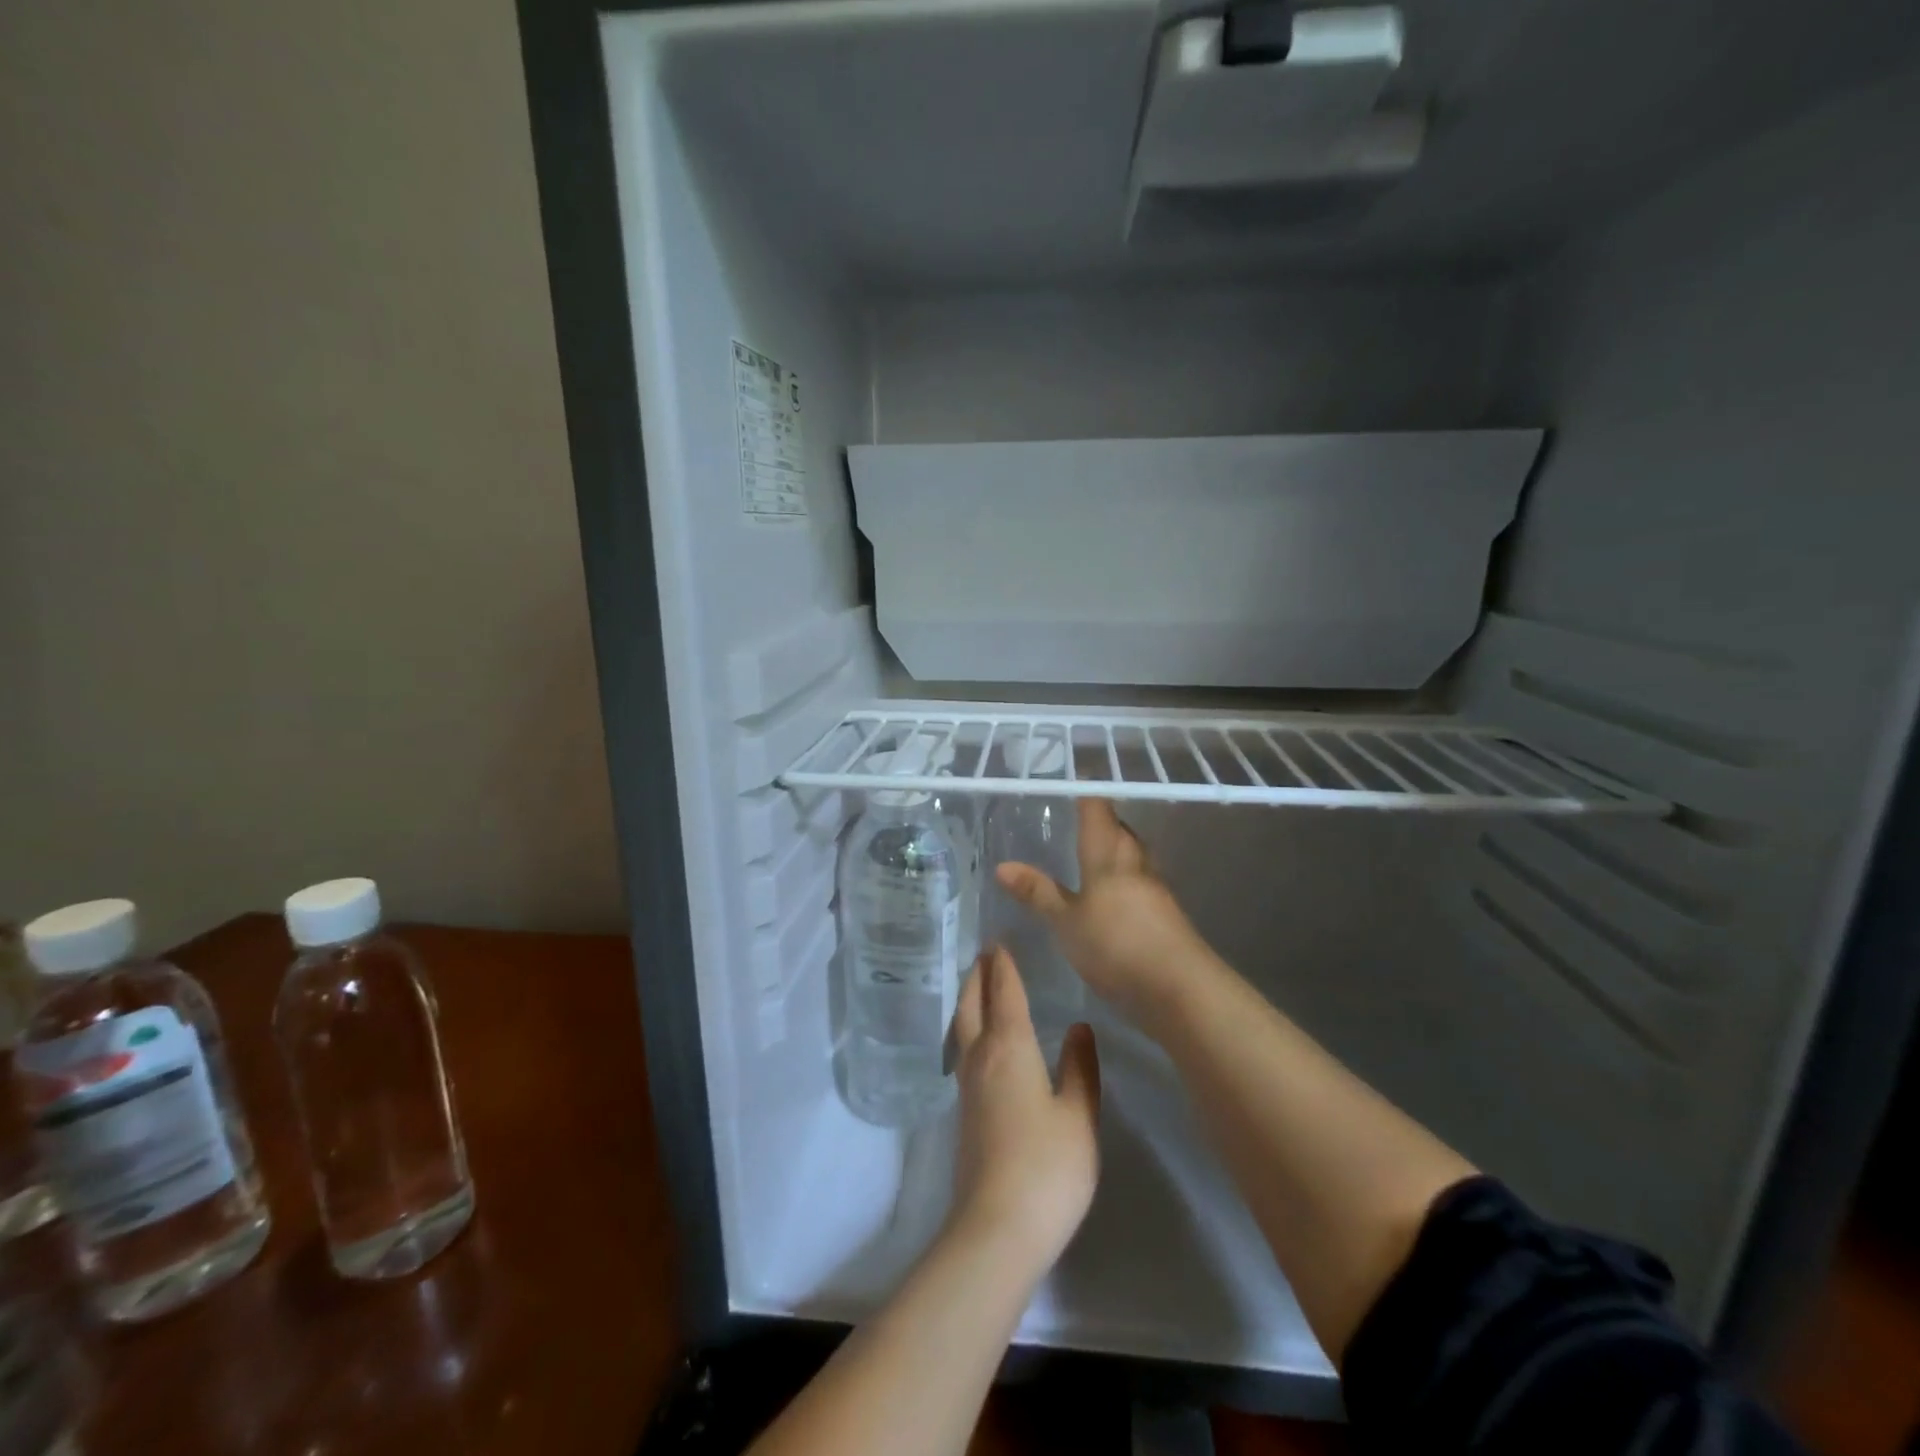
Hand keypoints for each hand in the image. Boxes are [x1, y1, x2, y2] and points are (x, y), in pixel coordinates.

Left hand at [948, 947, 1099, 1271]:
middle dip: (977, 977)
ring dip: (969, 1001)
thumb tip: (1078, 1026)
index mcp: (1010, 1048)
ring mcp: (967, 1087)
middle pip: (972, 1005)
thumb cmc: (1047, 1166)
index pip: (1004, 994)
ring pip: (962, 1028)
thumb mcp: (1078, 1116)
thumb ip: (1079, 1067)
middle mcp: (981, 1058)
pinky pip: (964, 1052)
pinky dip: (969, 1030)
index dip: (1004, 967)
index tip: (1000, 942)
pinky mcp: (964, 1114)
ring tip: (978, 989)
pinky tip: (980, 1044)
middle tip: (983, 955)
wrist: (996, 1227)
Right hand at [995, 799, 1209, 1019]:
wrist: (1180, 988)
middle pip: (1118, 829)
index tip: (1071, 776)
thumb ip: (1038, 893)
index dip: (1086, 789)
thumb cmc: (1116, 945)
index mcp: (1109, 854)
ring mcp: (1154, 887)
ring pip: (1131, 854)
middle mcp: (1134, 861)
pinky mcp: (1164, 913)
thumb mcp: (1066, 922)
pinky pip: (1138, 880)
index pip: (1097, 808)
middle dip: (1100, 819)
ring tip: (1088, 851)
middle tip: (1073, 815)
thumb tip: (1002, 866)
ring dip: (1113, 847)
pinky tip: (1108, 893)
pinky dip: (1122, 877)